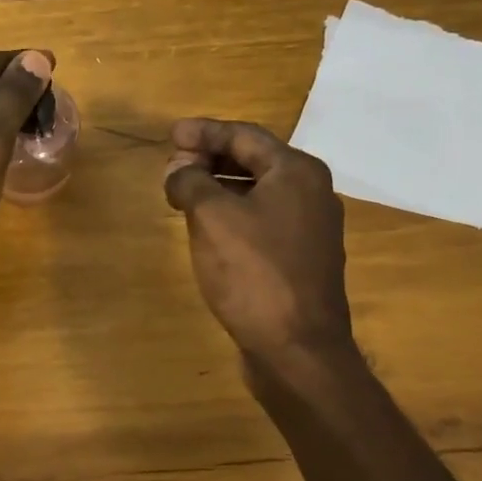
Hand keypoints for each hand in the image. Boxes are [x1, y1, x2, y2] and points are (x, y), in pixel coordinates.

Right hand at [163, 118, 354, 371]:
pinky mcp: (300, 259)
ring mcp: (309, 228)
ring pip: (256, 193)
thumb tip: (178, 170)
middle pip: (254, 161)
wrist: (297, 348)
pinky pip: (261, 221)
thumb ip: (191, 182)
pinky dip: (231, 214)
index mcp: (296, 171)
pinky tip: (206, 228)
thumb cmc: (254, 273)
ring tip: (181, 194)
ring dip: (218, 188)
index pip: (244, 135)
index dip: (203, 132)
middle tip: (171, 167)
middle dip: (209, 159)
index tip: (170, 134)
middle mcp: (311, 192)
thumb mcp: (212, 217)